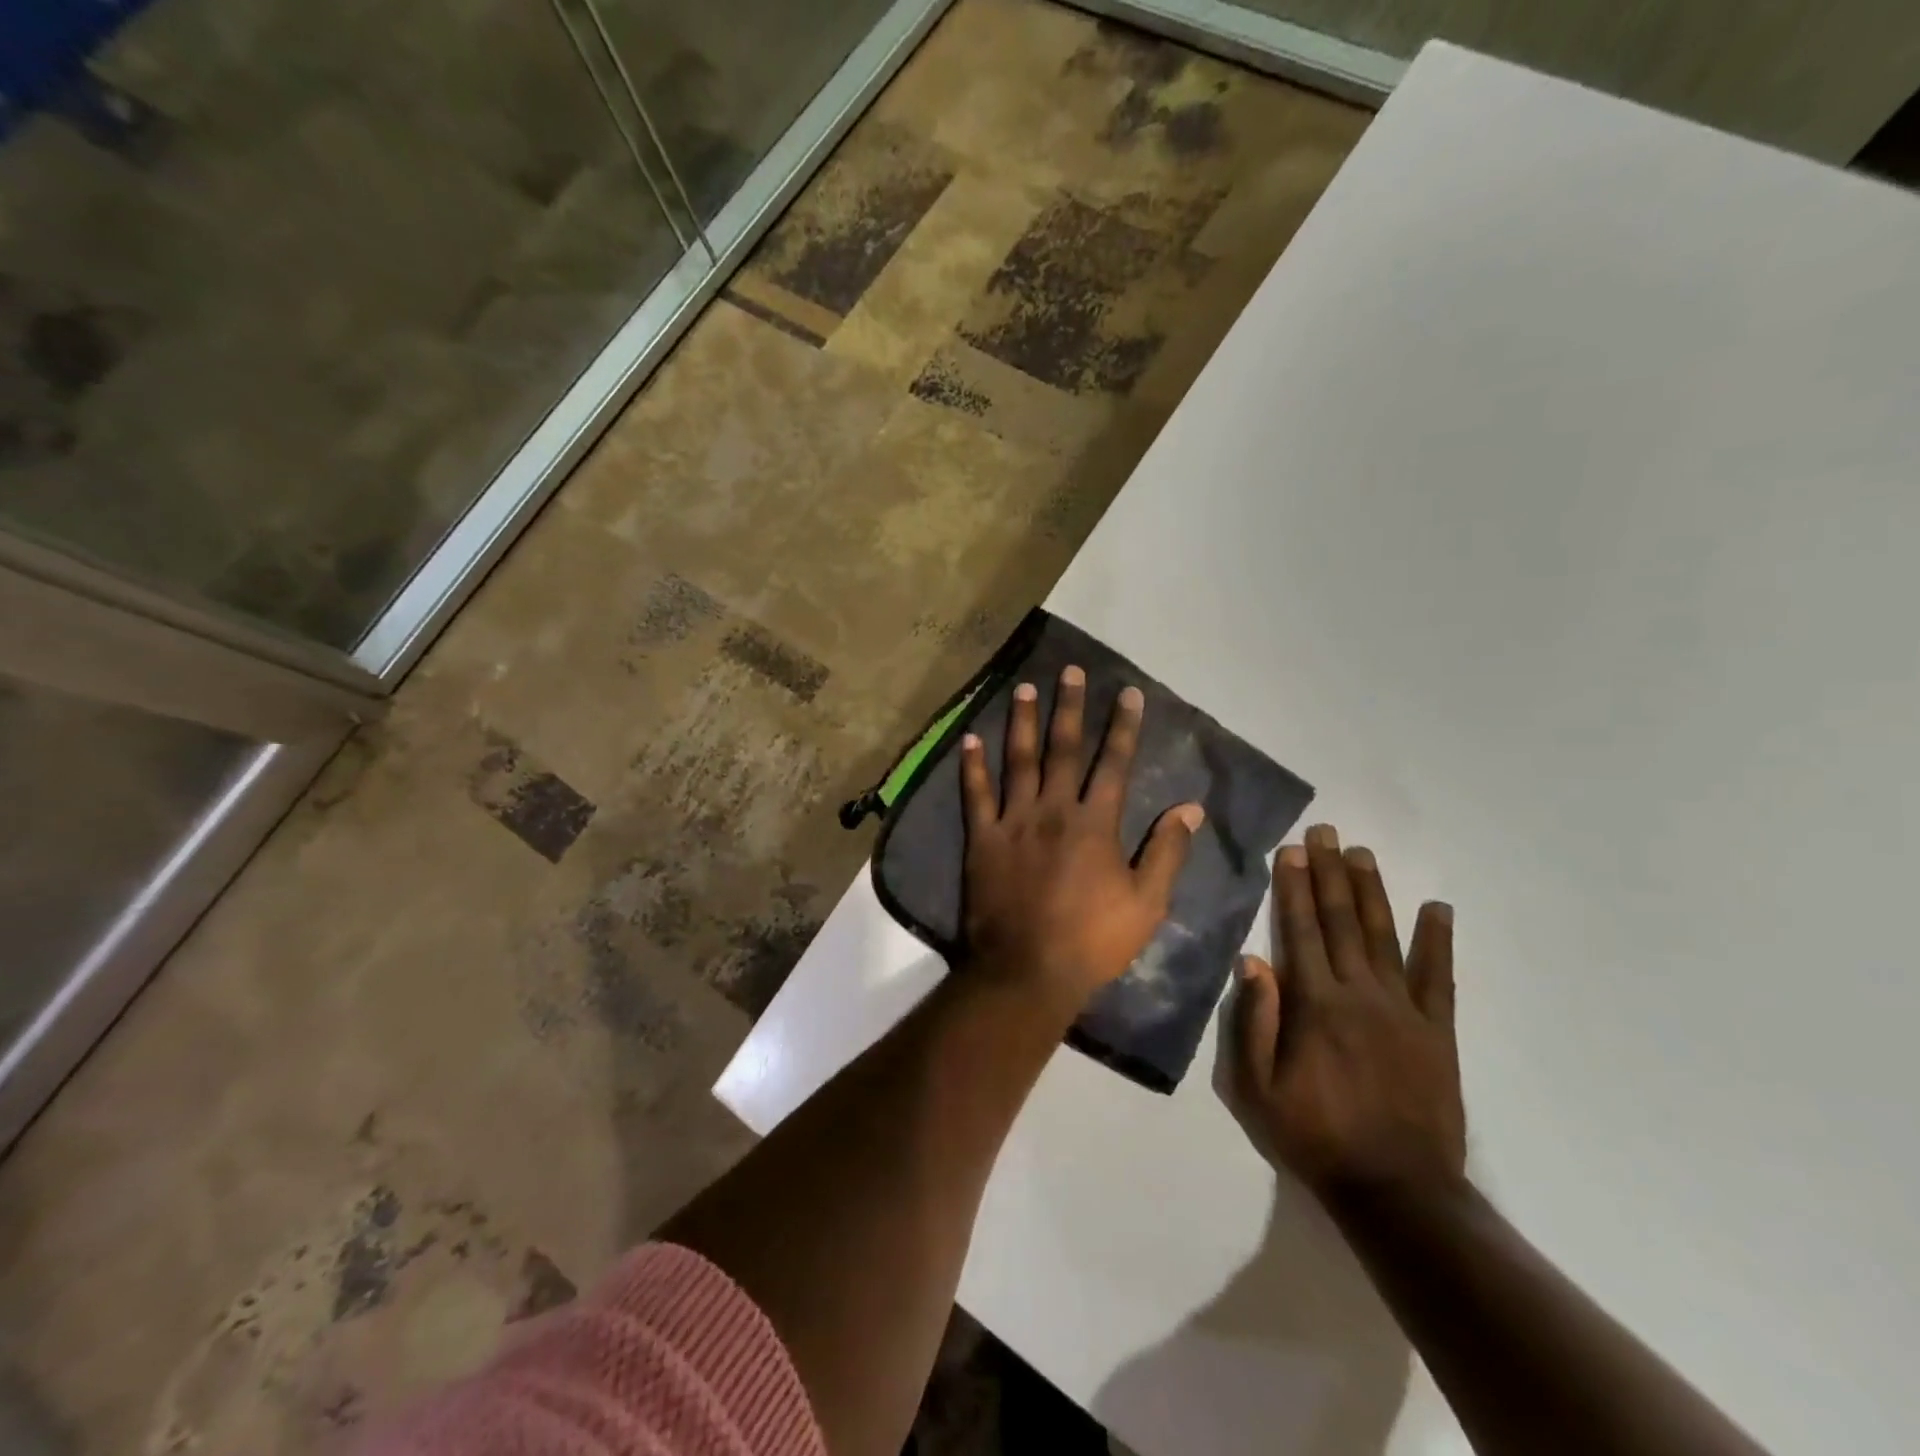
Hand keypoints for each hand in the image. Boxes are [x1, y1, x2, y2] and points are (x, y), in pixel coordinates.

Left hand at [960, 666, 1204, 1011]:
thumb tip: (1190, 808)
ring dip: (1022, 722)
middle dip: (1069, 707)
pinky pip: (975, 795)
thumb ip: (1167, 852)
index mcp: (1095, 823)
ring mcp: (1014, 822)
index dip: (1122, 726)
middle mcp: (1053, 810)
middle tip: (1070, 671)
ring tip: (1024, 688)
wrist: (1027, 970)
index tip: (1127, 693)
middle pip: (1063, 749)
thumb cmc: (1092, 940)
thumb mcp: (1147, 903)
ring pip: (1018, 761)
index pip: (1113, 763)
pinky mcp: (982, 839)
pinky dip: (971, 766)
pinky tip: (969, 738)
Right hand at [1230, 824, 1465, 1201]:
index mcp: (1315, 1005)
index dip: (1293, 887)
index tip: (1291, 850)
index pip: (1299, 930)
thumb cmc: (1315, 1136)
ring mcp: (1404, 1010)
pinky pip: (1439, 978)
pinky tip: (1438, 908)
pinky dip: (1438, 941)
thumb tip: (1252, 960)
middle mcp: (1359, 994)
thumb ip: (1255, 1021)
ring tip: (1362, 854)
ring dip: (1371, 892)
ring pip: (1384, 937)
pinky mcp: (1438, 1032)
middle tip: (1326, 832)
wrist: (1397, 1191)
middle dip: (1329, 873)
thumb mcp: (1258, 1088)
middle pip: (1340, 921)